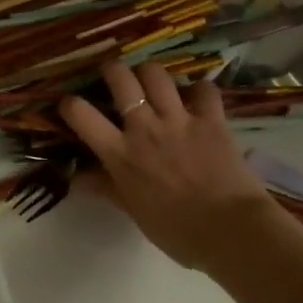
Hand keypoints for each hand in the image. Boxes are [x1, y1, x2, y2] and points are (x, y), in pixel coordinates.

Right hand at [59, 60, 272, 268]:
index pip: (81, 115)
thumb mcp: (135, 213)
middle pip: (120, 78)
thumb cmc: (178, 231)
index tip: (70, 104)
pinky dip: (200, 90)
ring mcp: (179, 120)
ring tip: (152, 81)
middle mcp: (145, 128)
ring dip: (151, 73)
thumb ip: (107, 188)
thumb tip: (77, 178)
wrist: (232, 232)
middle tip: (114, 76)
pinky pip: (204, 89)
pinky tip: (198, 98)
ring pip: (156, 74)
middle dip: (112, 70)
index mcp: (121, 154)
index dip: (70, 104)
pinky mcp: (211, 119)